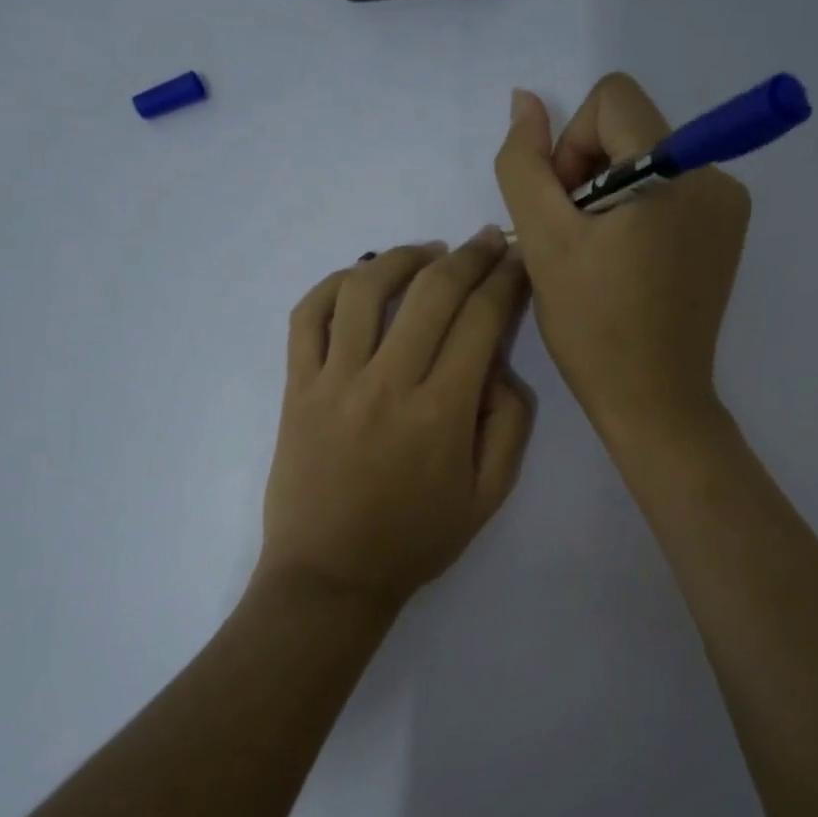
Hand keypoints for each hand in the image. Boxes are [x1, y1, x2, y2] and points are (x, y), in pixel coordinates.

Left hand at [256, 230, 533, 614]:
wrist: (330, 576)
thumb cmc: (415, 541)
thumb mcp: (489, 496)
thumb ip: (509, 426)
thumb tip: (499, 368)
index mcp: (443, 411)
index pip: (482, 319)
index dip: (507, 280)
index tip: (520, 261)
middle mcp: (389, 382)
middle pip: (433, 292)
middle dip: (470, 255)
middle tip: (489, 240)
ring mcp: (335, 380)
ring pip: (367, 289)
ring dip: (404, 257)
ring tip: (429, 251)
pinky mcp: (297, 387)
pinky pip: (308, 317)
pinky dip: (333, 284)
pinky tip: (360, 278)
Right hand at [494, 75, 749, 442]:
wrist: (652, 399)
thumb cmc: (594, 326)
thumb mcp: (544, 242)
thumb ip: (525, 164)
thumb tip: (527, 100)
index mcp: (675, 170)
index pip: (611, 99)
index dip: (572, 146)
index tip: (566, 210)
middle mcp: (715, 175)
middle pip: (631, 129)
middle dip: (590, 176)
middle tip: (578, 242)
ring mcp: (727, 206)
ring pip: (648, 161)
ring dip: (611, 198)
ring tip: (601, 259)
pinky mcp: (726, 233)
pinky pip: (671, 192)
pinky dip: (639, 215)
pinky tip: (628, 267)